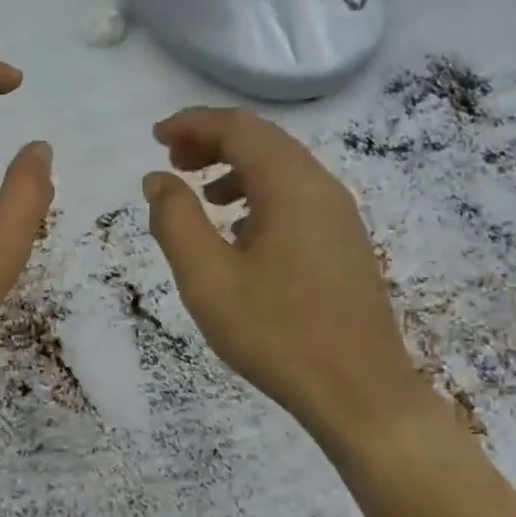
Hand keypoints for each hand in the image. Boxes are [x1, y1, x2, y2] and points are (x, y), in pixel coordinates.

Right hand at [142, 107, 443, 460]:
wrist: (359, 392)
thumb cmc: (276, 333)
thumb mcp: (207, 278)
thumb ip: (175, 220)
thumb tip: (157, 179)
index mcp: (290, 186)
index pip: (239, 128)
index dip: (193, 124)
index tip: (156, 136)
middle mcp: (321, 188)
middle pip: (263, 141)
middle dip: (213, 142)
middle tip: (172, 161)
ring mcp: (339, 216)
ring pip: (282, 169)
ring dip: (236, 169)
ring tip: (200, 195)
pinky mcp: (344, 244)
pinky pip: (296, 198)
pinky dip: (259, 195)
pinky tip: (239, 231)